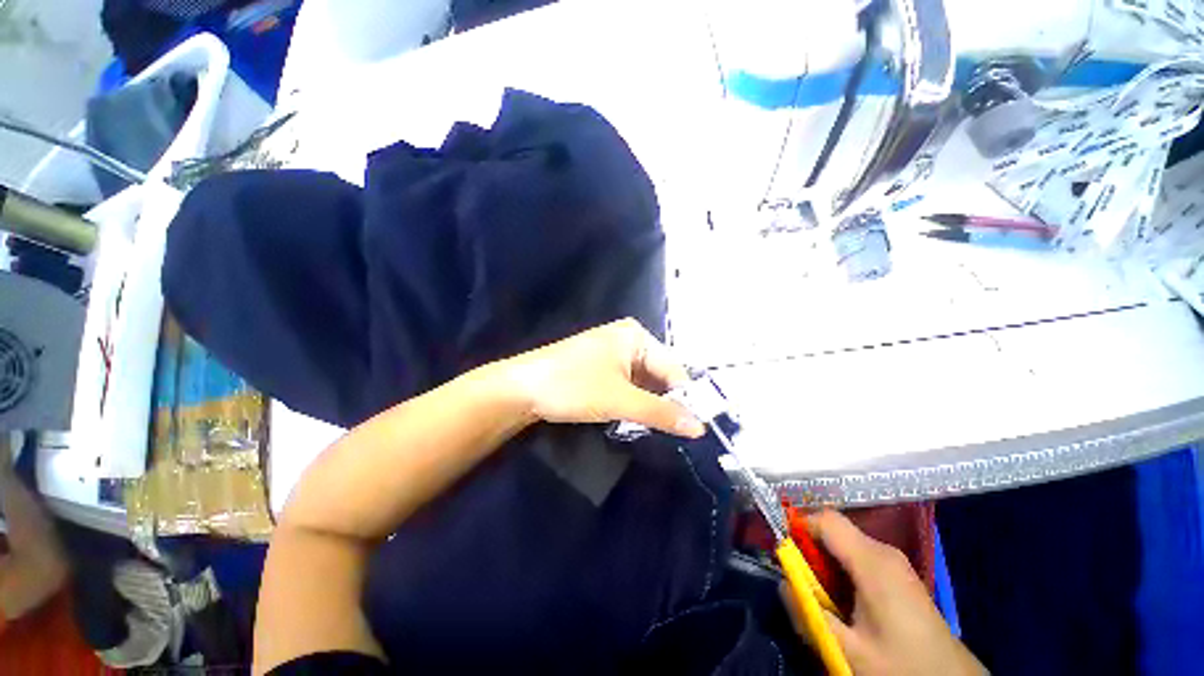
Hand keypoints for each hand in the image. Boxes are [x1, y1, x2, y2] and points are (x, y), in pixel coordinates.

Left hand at [502, 318, 705, 437]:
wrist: (522, 389)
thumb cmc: (573, 386)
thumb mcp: (620, 400)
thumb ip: (661, 413)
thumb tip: (700, 427)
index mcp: (636, 336)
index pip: (674, 368)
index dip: (685, 398)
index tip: (695, 428)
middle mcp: (628, 340)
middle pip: (659, 374)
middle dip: (665, 402)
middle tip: (676, 432)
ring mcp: (613, 353)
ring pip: (644, 382)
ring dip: (649, 404)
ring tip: (655, 427)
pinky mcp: (601, 367)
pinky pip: (628, 384)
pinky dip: (634, 401)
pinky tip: (634, 418)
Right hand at [784, 511, 985, 675]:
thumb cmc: (902, 666)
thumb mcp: (849, 650)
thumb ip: (809, 614)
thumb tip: (781, 584)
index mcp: (872, 561)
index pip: (825, 520)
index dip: (798, 526)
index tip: (782, 551)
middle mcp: (883, 552)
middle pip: (834, 531)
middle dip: (810, 551)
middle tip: (800, 583)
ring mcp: (894, 564)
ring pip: (845, 546)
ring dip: (825, 565)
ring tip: (821, 598)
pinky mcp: (899, 576)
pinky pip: (859, 559)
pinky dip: (842, 572)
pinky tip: (845, 604)